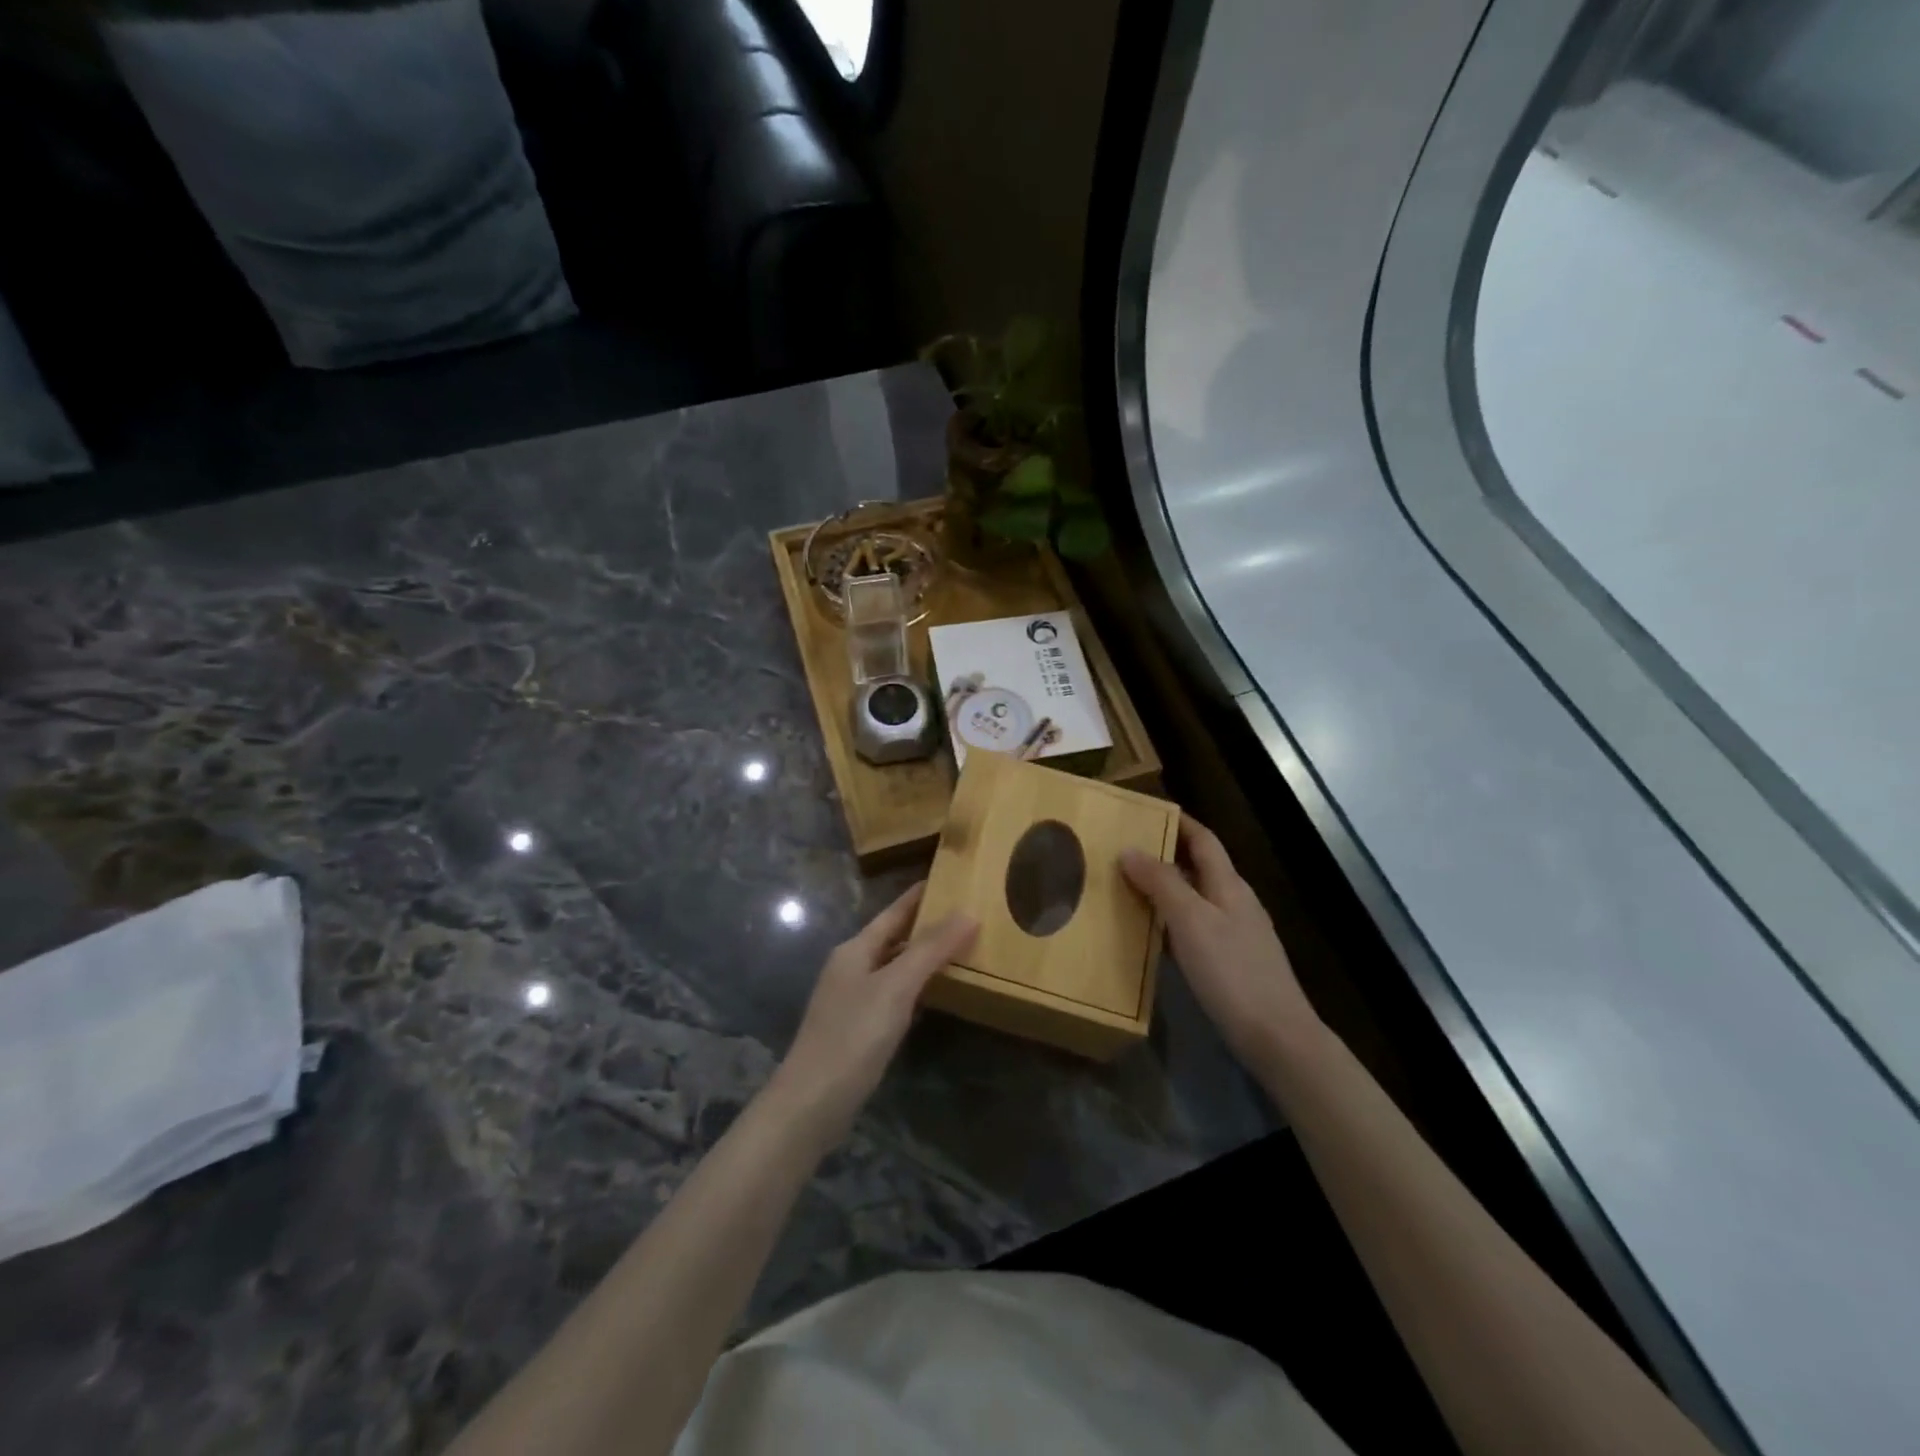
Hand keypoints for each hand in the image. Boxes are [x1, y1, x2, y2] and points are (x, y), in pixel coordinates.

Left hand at [770, 883, 977, 1144]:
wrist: (812, 1103)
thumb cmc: (853, 1036)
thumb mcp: (896, 987)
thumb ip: (931, 950)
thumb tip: (968, 912)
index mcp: (855, 950)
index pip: (893, 913)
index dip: (918, 896)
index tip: (948, 878)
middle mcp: (850, 968)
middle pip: (892, 938)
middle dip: (925, 926)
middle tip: (964, 914)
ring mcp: (851, 1000)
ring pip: (893, 967)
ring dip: (922, 957)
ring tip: (958, 949)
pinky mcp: (857, 1030)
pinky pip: (892, 995)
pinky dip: (915, 988)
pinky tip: (934, 996)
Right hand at [1122, 818, 1319, 1071]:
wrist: (1276, 1036)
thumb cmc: (1231, 971)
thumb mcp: (1190, 921)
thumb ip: (1161, 883)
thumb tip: (1129, 850)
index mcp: (1229, 885)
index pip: (1204, 840)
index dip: (1179, 822)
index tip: (1146, 812)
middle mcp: (1235, 902)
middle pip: (1200, 866)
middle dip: (1165, 853)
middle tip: (1124, 850)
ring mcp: (1237, 933)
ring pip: (1196, 897)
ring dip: (1166, 887)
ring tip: (1129, 886)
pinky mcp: (1232, 961)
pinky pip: (1196, 926)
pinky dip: (1172, 919)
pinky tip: (1153, 932)